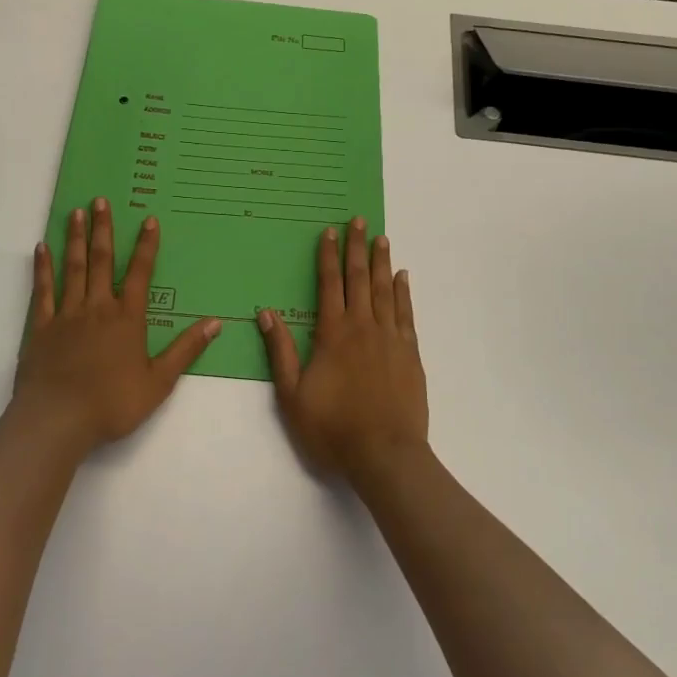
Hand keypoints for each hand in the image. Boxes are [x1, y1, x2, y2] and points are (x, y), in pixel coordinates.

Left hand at [12, 198, 220, 454]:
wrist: (59, 418)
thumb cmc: (113, 402)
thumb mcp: (159, 381)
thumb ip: (186, 350)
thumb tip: (216, 323)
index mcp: (127, 318)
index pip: (140, 273)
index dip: (146, 246)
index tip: (148, 220)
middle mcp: (98, 307)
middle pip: (101, 261)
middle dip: (103, 229)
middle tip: (100, 200)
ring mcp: (67, 314)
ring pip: (73, 268)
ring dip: (75, 239)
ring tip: (76, 213)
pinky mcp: (42, 327)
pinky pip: (43, 291)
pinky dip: (42, 268)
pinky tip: (42, 248)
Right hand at [258, 217, 427, 479]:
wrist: (385, 455)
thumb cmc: (332, 428)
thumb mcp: (292, 394)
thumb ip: (280, 351)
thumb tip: (266, 312)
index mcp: (333, 334)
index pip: (330, 284)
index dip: (328, 256)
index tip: (330, 231)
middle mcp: (363, 327)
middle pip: (360, 278)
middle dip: (357, 248)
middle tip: (360, 221)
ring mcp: (390, 339)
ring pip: (385, 290)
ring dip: (382, 262)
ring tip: (381, 238)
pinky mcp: (410, 354)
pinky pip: (406, 314)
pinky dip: (404, 292)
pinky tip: (403, 277)